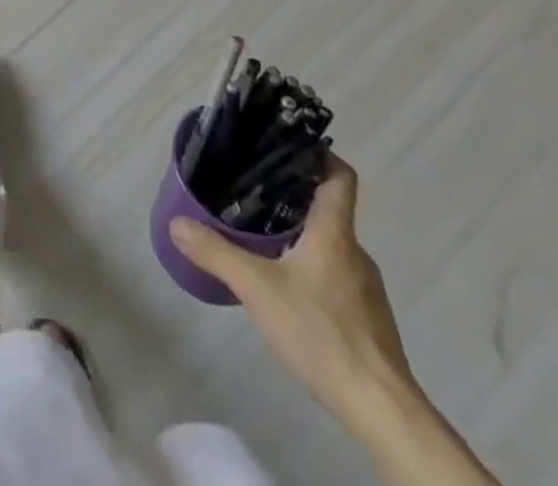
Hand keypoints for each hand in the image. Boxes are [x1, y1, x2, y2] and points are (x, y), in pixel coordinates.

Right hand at [169, 158, 414, 430]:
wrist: (381, 409)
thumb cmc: (321, 332)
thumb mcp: (257, 288)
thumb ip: (216, 252)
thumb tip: (176, 223)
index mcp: (335, 233)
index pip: (340, 177)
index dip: (320, 155)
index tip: (291, 147)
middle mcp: (356, 253)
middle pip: (330, 210)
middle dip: (295, 199)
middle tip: (254, 193)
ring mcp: (367, 290)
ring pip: (332, 246)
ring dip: (302, 237)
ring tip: (263, 240)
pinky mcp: (369, 322)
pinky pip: (338, 278)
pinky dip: (313, 272)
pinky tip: (287, 292)